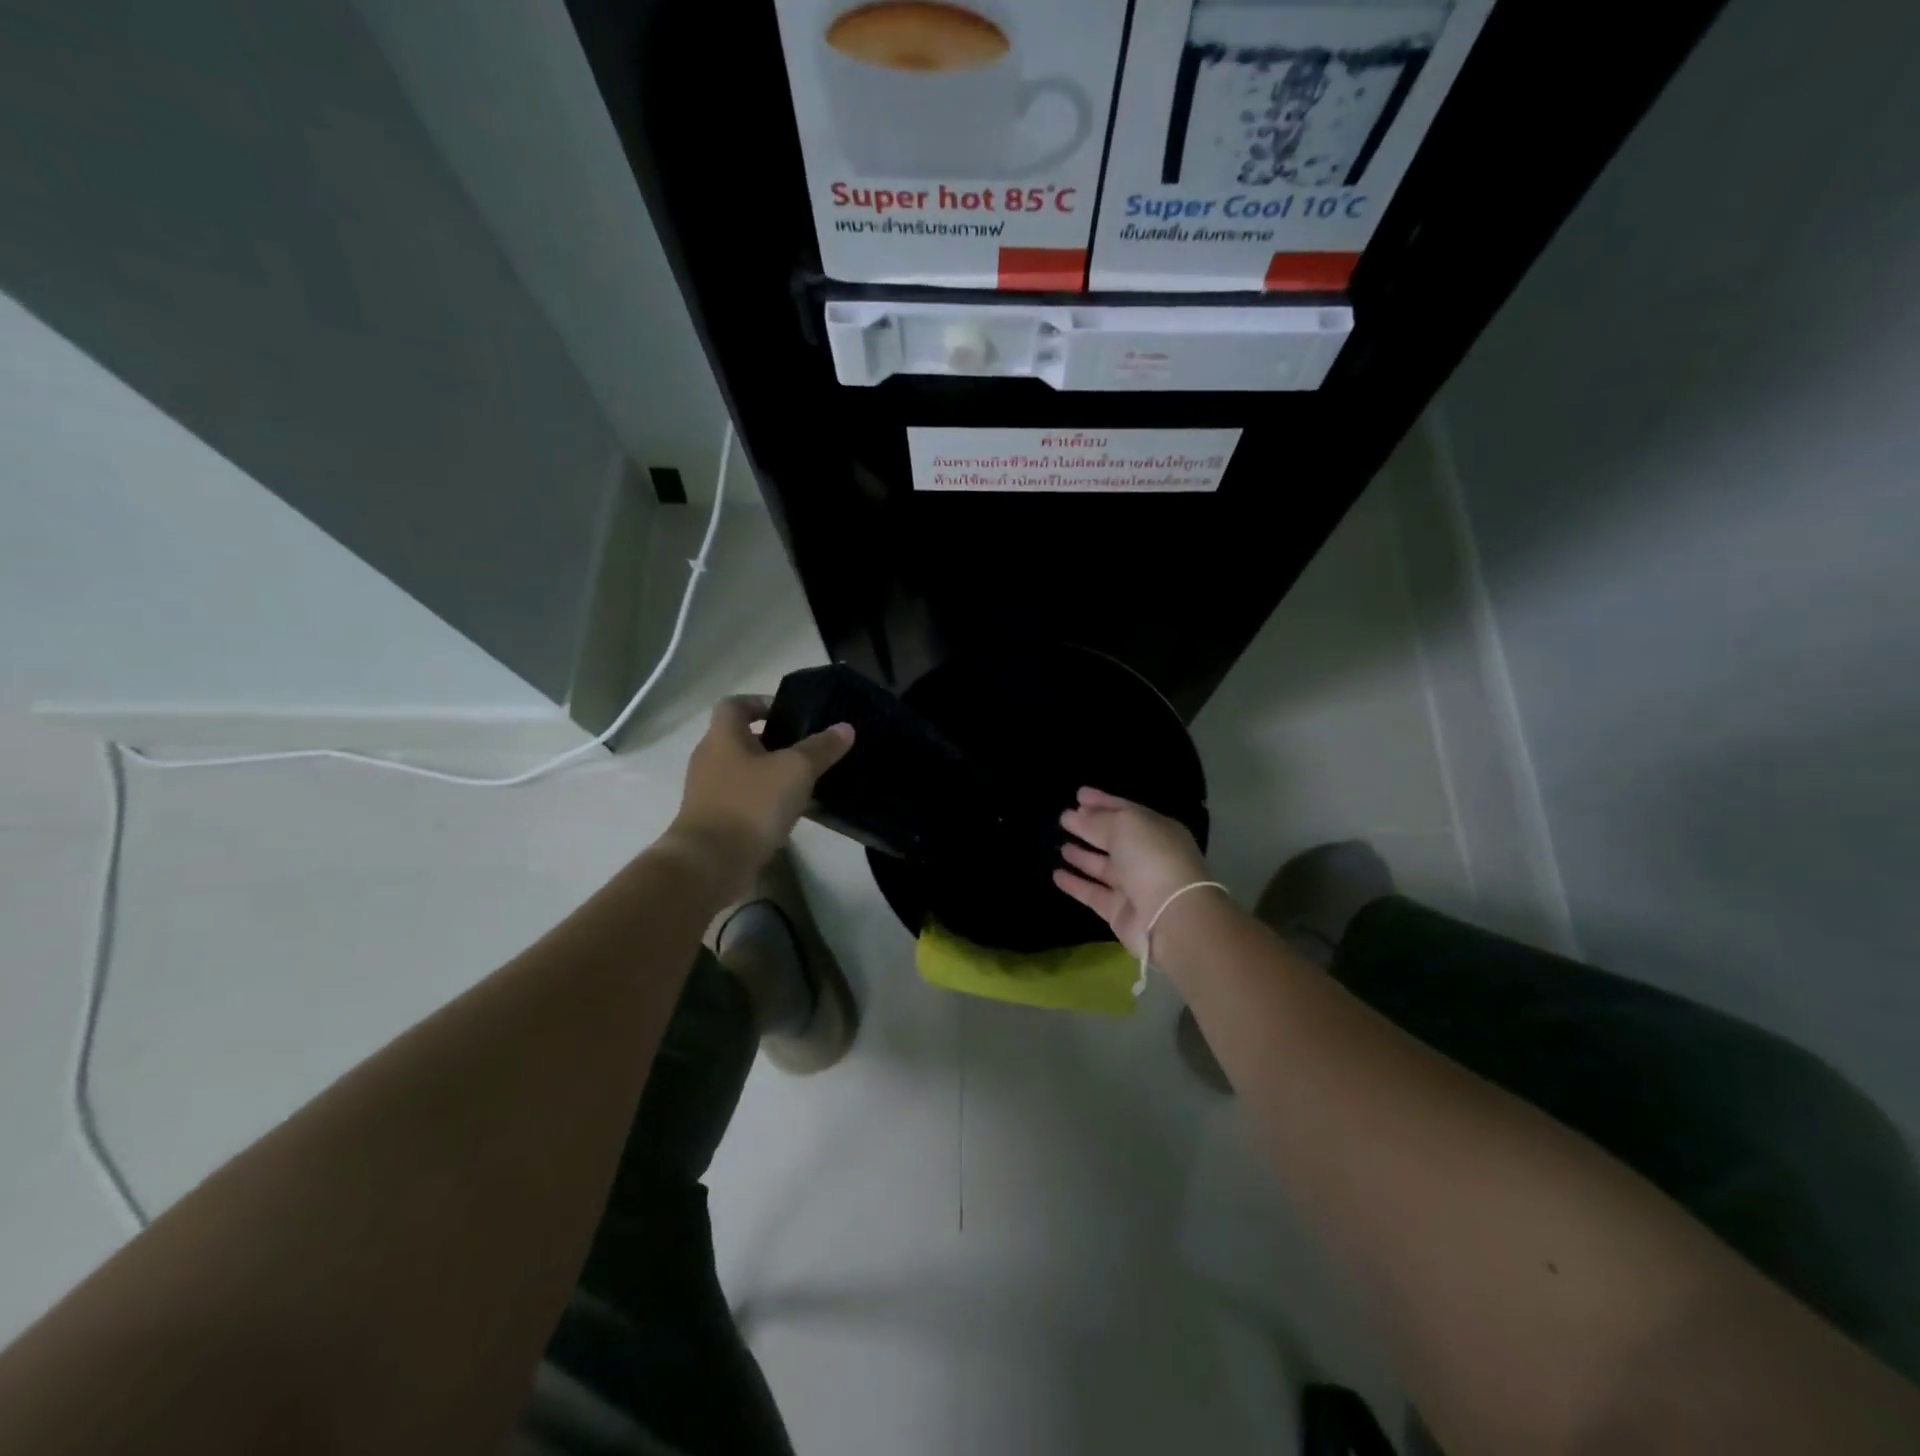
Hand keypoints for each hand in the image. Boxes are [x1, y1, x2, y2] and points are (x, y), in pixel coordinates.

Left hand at [663, 695, 853, 898]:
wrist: (709, 863)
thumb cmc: (750, 804)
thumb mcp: (795, 771)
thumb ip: (821, 748)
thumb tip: (845, 727)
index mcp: (723, 737)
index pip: (735, 704)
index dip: (761, 702)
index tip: (789, 714)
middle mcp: (710, 759)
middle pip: (740, 739)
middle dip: (773, 742)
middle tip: (806, 750)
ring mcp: (708, 792)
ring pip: (743, 772)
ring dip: (770, 775)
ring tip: (804, 783)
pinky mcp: (713, 822)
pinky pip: (742, 801)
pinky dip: (763, 803)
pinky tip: (789, 814)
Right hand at [1054, 787, 1212, 957]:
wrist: (1171, 918)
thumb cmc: (1152, 859)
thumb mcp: (1125, 826)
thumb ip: (1098, 820)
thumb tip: (1076, 815)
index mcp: (1157, 831)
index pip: (1126, 811)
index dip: (1102, 802)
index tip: (1078, 795)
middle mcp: (1148, 857)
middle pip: (1114, 839)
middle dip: (1090, 828)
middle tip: (1064, 818)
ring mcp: (1134, 886)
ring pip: (1104, 867)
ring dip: (1083, 856)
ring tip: (1060, 845)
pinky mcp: (1120, 912)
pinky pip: (1094, 893)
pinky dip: (1076, 884)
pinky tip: (1056, 875)